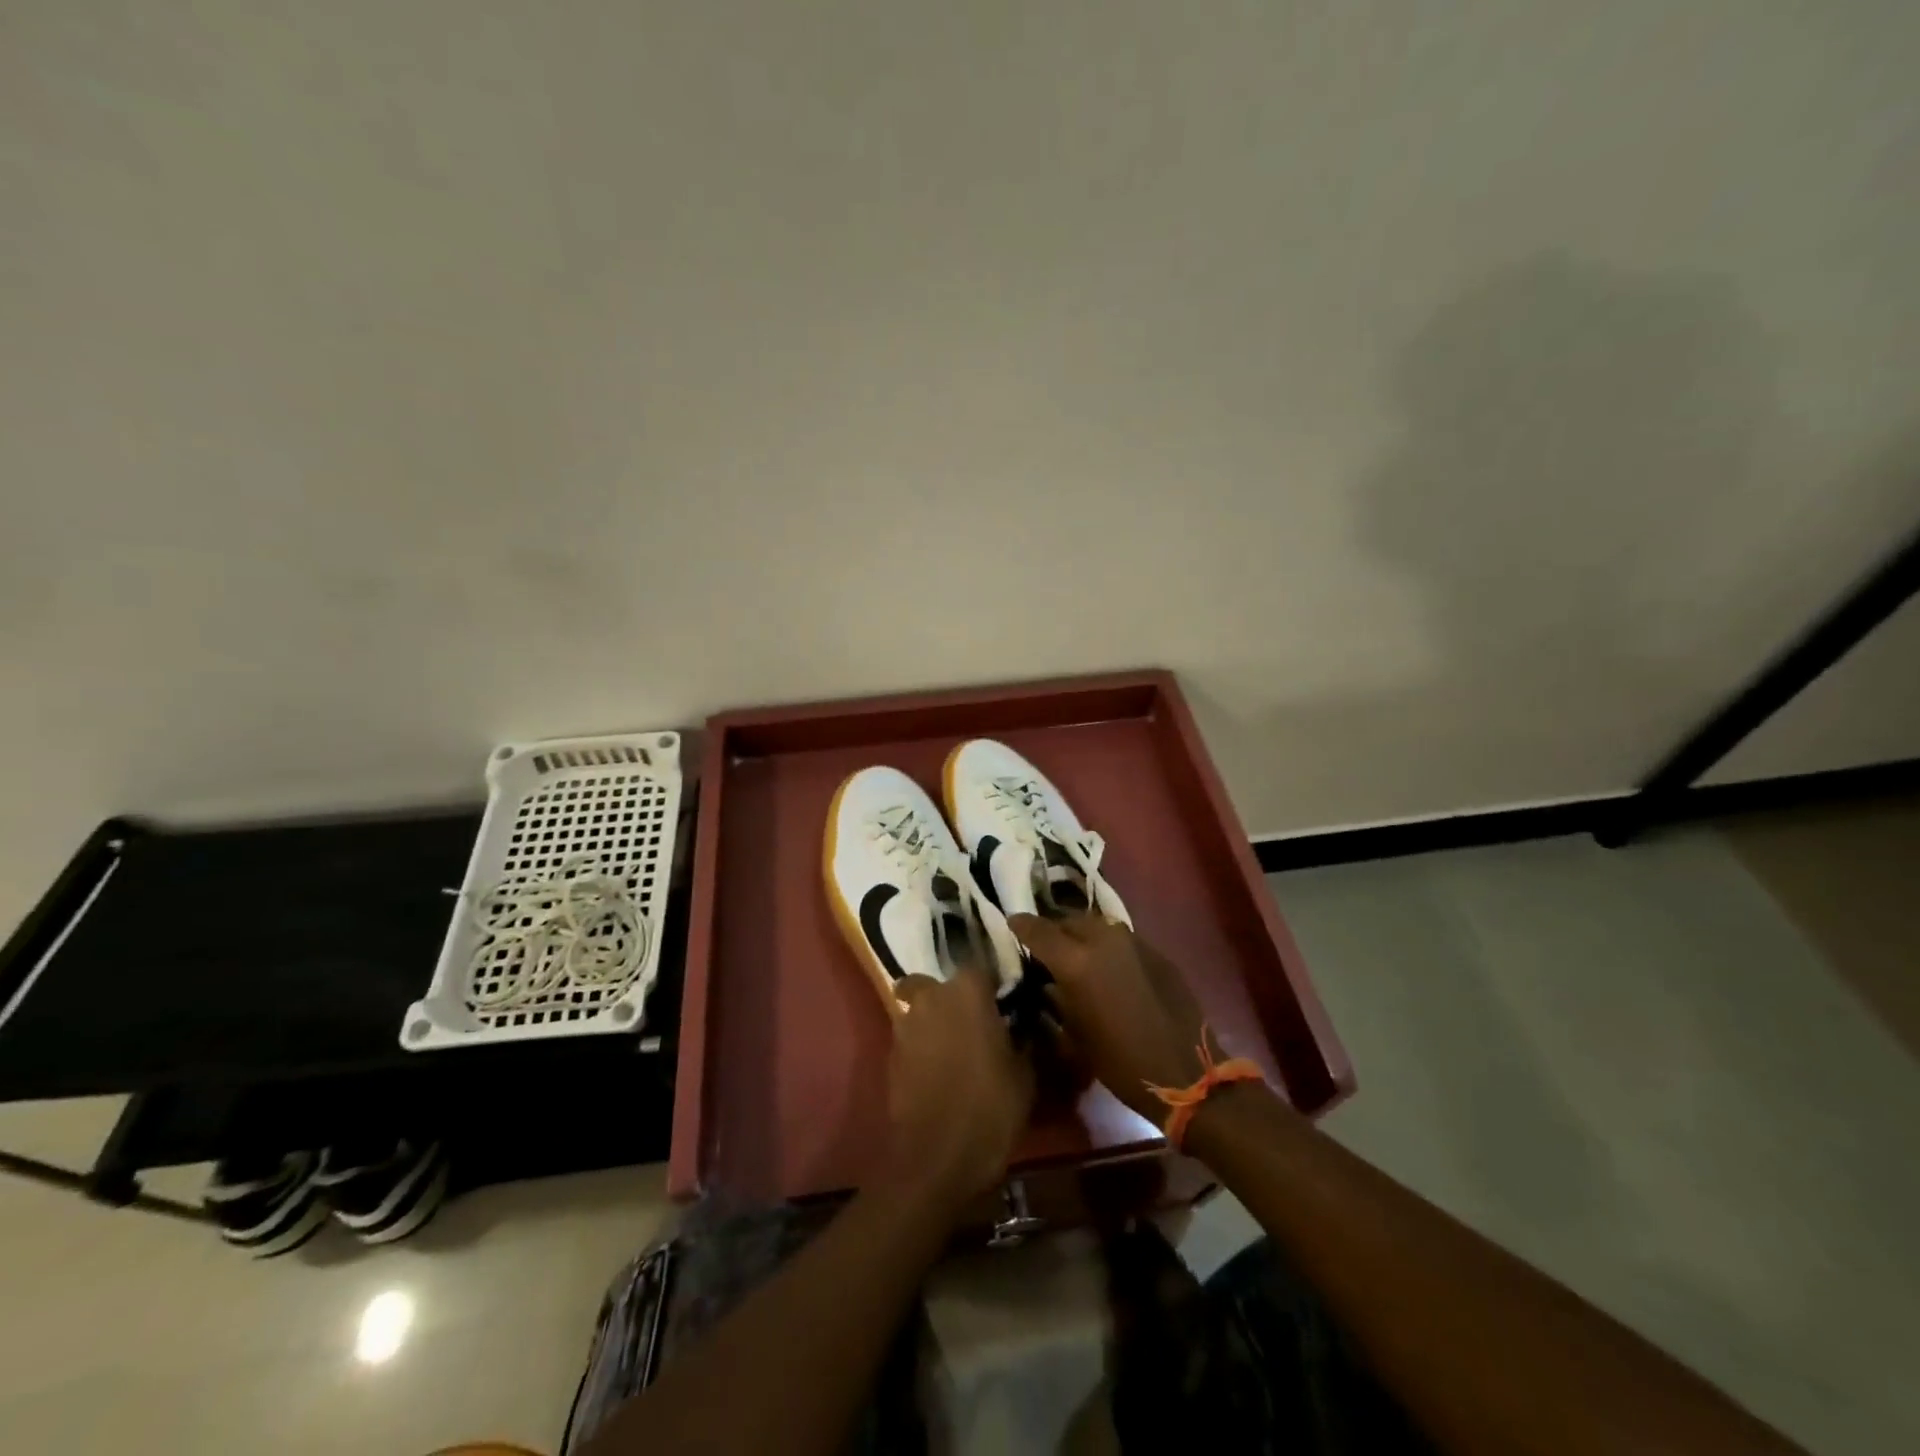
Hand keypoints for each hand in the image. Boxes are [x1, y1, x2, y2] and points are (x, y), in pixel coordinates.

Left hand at [879, 968, 1033, 1212]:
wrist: (936, 1159)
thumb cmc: (990, 1109)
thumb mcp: (1025, 1075)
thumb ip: (1022, 1040)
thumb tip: (1023, 1027)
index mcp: (967, 991)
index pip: (980, 966)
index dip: (991, 983)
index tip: (1004, 1001)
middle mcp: (931, 997)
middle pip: (938, 984)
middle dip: (952, 998)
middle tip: (974, 1024)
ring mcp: (906, 1025)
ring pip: (918, 1009)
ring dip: (933, 1021)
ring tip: (955, 1049)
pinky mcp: (890, 1056)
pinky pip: (910, 1039)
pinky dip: (922, 1047)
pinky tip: (939, 1072)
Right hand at [1008, 914, 1208, 1125]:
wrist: (1186, 1072)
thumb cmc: (1120, 1063)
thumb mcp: (1074, 1034)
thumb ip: (1056, 997)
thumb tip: (1047, 981)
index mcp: (1075, 962)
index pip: (1037, 930)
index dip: (1021, 926)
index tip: (1012, 924)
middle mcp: (1102, 939)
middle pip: (1068, 920)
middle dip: (1054, 930)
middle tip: (1046, 948)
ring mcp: (1133, 941)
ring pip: (1096, 925)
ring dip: (1081, 935)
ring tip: (1076, 954)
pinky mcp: (1155, 950)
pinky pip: (1121, 938)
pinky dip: (1107, 947)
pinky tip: (1109, 968)